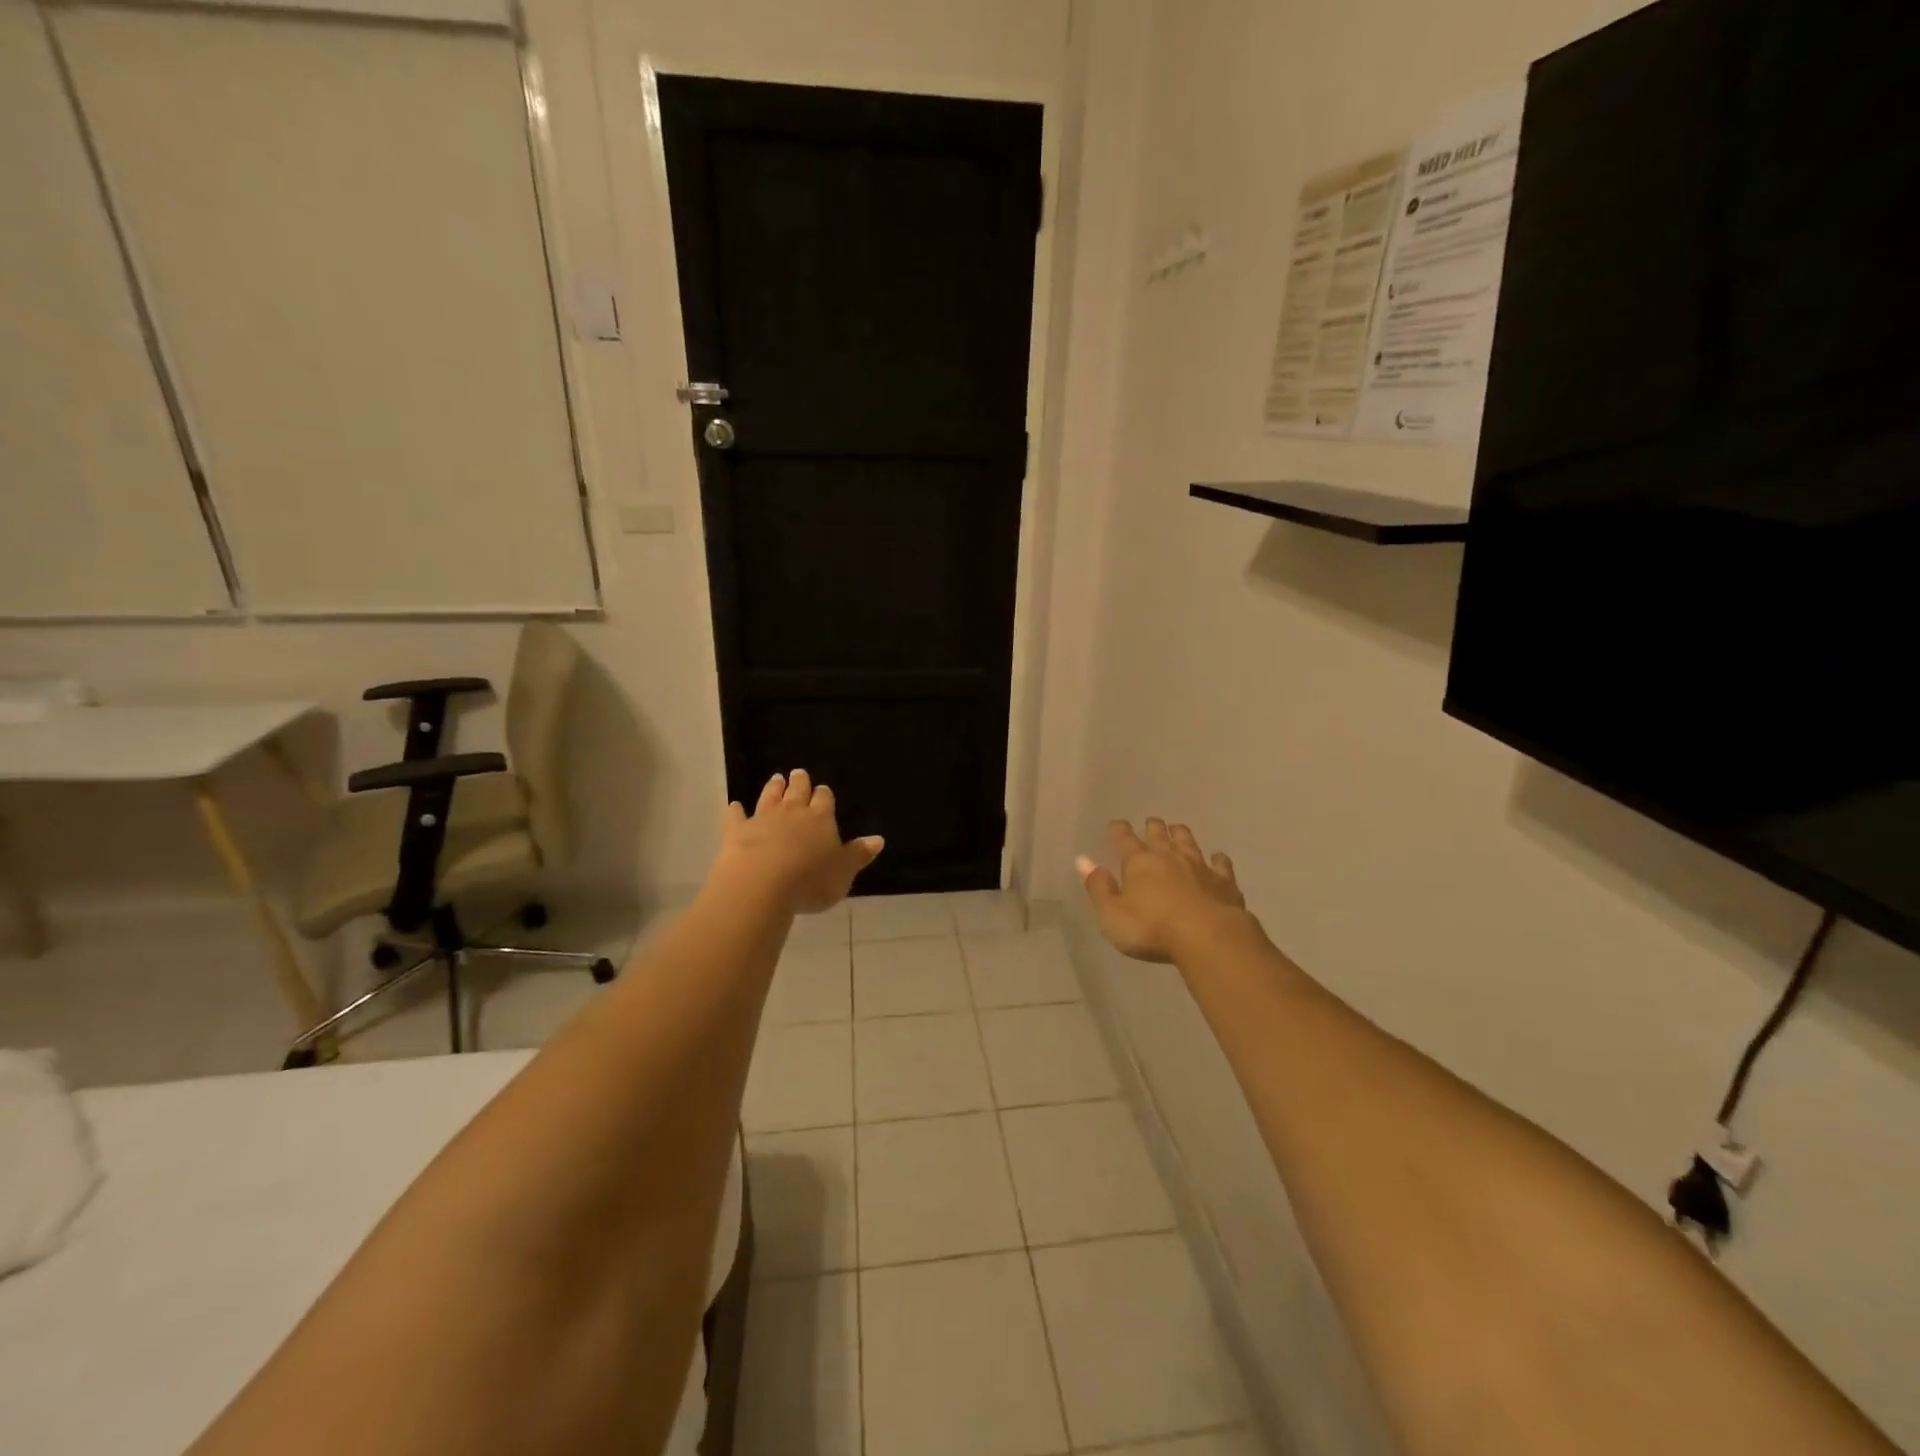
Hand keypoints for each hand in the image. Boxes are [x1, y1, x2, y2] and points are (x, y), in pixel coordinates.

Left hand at [714, 770, 883, 913]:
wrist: (762, 884)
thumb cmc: (810, 881)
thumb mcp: (843, 873)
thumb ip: (858, 855)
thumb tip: (878, 839)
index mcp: (821, 819)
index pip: (824, 800)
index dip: (824, 795)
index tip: (823, 790)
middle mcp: (793, 812)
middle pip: (797, 791)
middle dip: (799, 782)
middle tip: (798, 773)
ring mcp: (763, 819)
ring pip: (770, 797)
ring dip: (773, 788)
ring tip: (776, 778)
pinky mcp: (737, 831)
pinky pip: (736, 816)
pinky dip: (735, 810)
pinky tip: (733, 805)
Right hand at [1077, 819, 1251, 963]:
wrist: (1208, 937)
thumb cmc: (1152, 929)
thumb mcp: (1112, 914)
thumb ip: (1098, 887)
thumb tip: (1083, 860)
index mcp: (1139, 862)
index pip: (1124, 838)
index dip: (1119, 830)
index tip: (1116, 824)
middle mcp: (1168, 856)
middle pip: (1159, 833)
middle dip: (1152, 827)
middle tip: (1150, 824)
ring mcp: (1199, 866)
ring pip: (1188, 841)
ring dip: (1180, 834)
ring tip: (1177, 829)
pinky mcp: (1224, 881)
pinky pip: (1221, 864)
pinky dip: (1217, 859)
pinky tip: (1217, 858)